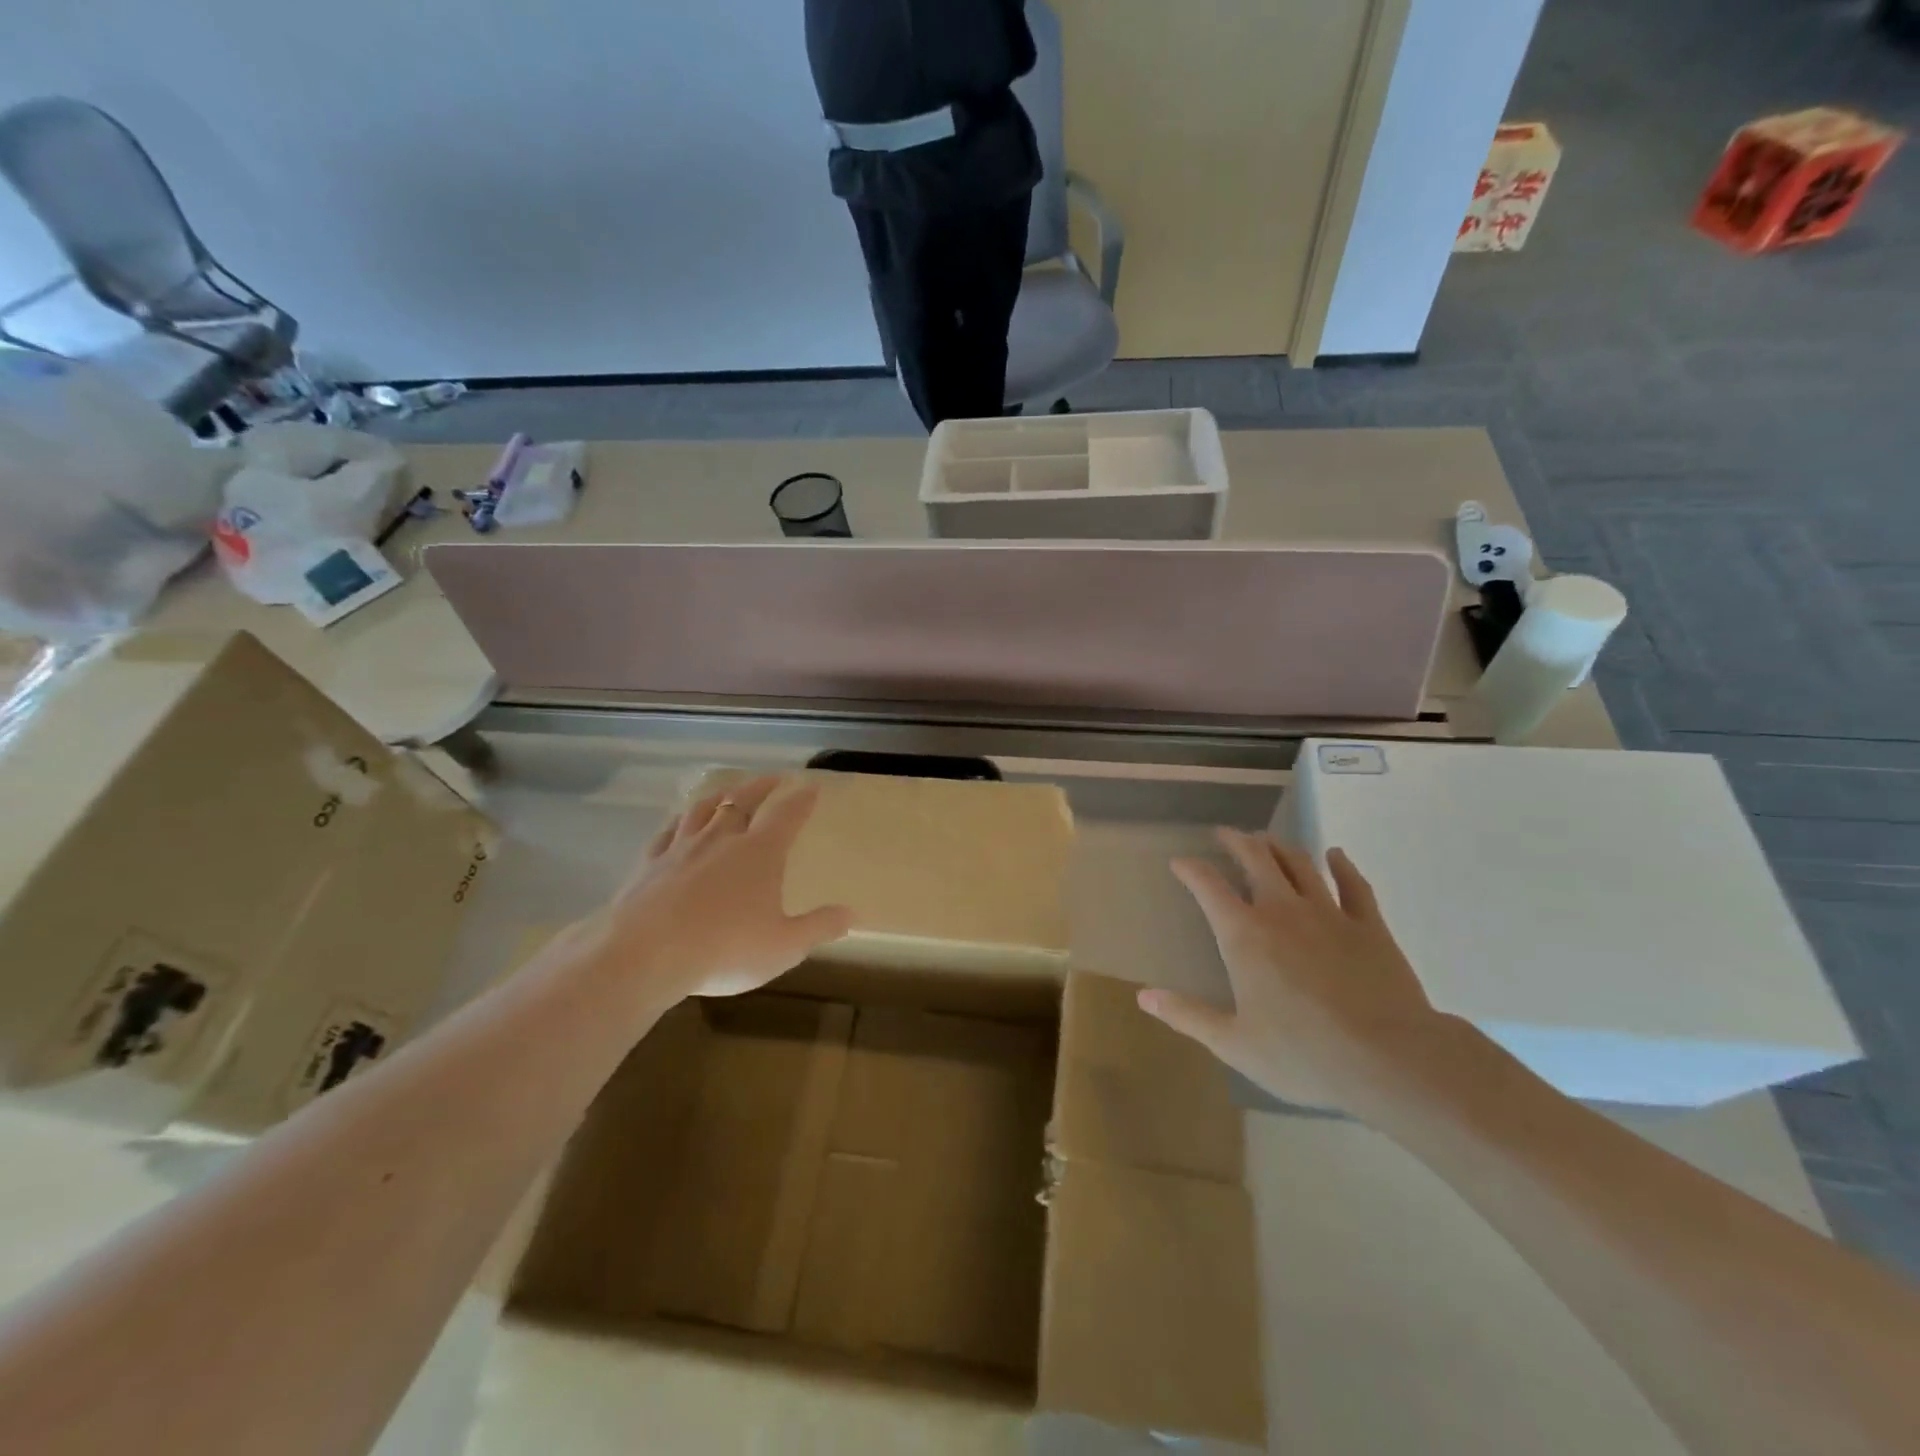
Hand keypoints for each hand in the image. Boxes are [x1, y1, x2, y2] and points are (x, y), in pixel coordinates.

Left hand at [555, 775, 852, 1010]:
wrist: (644, 954)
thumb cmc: (724, 949)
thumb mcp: (783, 947)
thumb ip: (818, 927)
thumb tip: (851, 912)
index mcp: (760, 853)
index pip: (787, 816)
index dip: (802, 800)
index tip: (812, 787)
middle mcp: (722, 839)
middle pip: (745, 801)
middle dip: (762, 787)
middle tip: (774, 778)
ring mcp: (682, 847)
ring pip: (704, 809)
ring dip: (721, 796)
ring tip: (729, 791)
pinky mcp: (649, 863)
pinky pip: (667, 831)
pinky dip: (679, 821)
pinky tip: (679, 822)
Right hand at [1139, 831, 1445, 1111]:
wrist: (1389, 1061)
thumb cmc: (1302, 1055)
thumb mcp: (1234, 1043)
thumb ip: (1187, 1015)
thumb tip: (1144, 996)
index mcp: (1244, 936)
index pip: (1209, 887)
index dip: (1191, 870)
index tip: (1180, 862)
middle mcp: (1282, 911)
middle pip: (1256, 860)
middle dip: (1237, 842)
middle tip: (1225, 834)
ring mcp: (1329, 914)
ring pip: (1300, 864)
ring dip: (1280, 847)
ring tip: (1267, 840)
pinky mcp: (1369, 926)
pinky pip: (1354, 885)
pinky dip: (1342, 866)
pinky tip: (1336, 855)